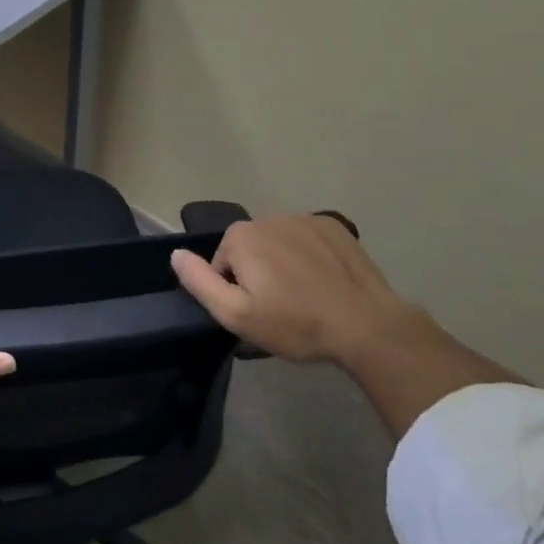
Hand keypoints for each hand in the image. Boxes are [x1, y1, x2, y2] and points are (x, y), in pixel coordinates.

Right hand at [170, 213, 420, 364]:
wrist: (367, 326)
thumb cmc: (296, 324)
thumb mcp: (237, 315)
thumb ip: (200, 282)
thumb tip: (175, 254)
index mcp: (241, 237)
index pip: (222, 264)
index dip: (236, 292)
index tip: (259, 313)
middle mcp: (267, 217)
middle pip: (250, 250)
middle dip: (259, 275)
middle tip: (282, 309)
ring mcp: (303, 218)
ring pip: (279, 243)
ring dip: (284, 264)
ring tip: (306, 297)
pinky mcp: (334, 226)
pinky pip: (308, 239)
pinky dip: (311, 256)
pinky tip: (326, 282)